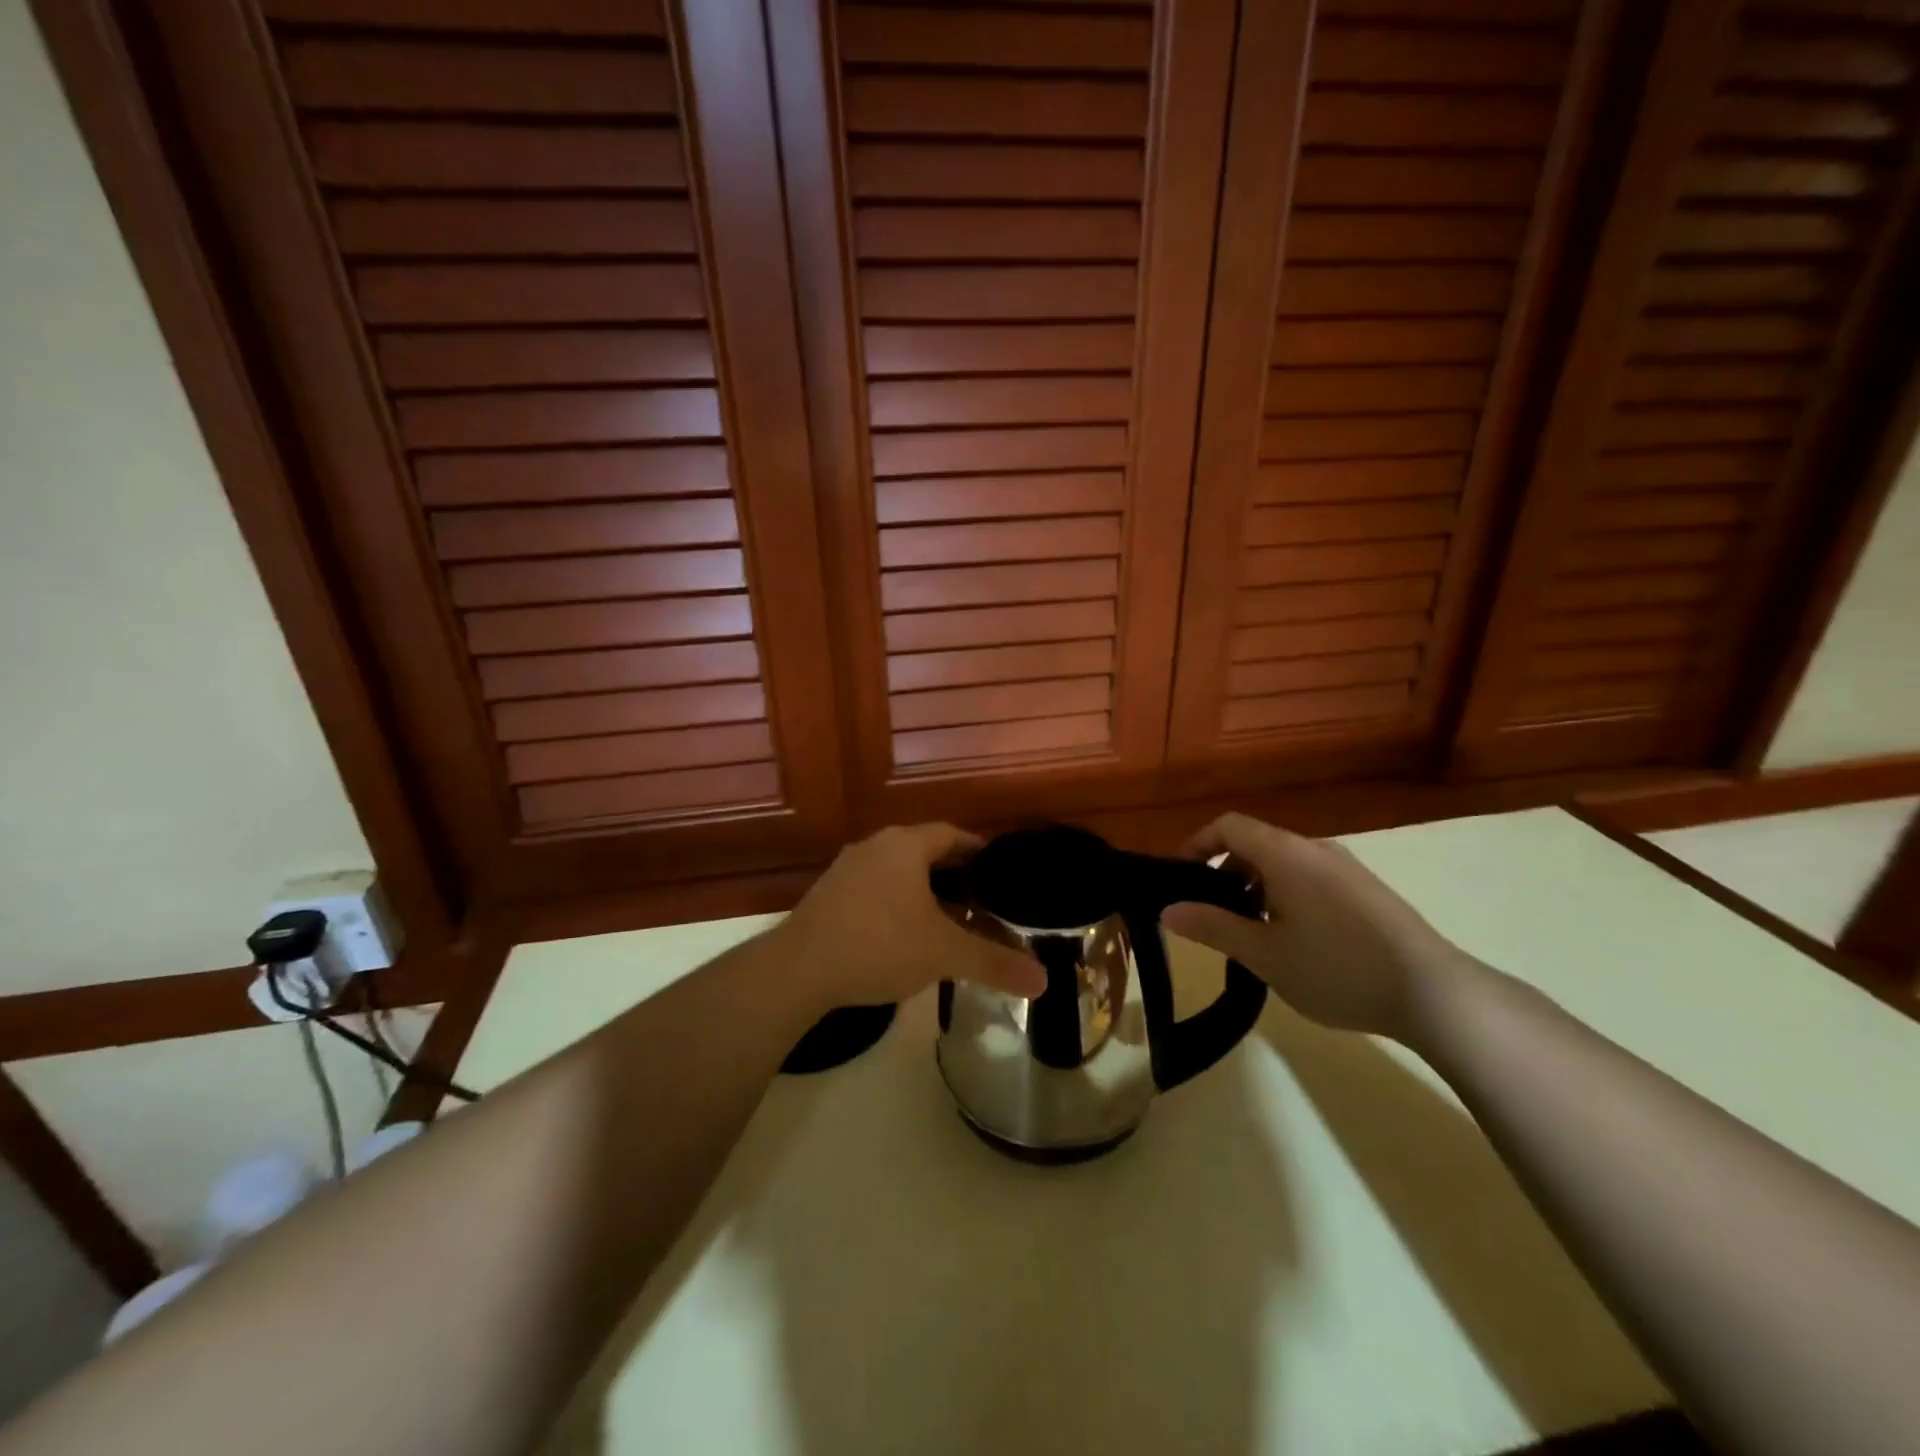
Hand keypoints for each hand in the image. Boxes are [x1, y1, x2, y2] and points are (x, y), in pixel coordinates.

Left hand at [779, 824, 1046, 1011]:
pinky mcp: (828, 895)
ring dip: (924, 891)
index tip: (1002, 874)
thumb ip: (994, 962)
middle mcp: (875, 846)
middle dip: (955, 875)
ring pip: (898, 871)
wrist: (798, 970)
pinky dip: (897, 903)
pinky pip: (875, 889)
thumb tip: (1044, 982)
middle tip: (983, 902)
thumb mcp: (944, 953)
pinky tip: (905, 935)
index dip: (980, 852)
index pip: (953, 835)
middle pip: (925, 851)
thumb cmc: (879, 945)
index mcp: (905, 845)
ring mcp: (846, 869)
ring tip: (950, 920)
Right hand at [1160, 813, 1464, 1039]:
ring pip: (1284, 864)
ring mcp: (1346, 868)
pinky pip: (1311, 878)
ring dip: (1256, 887)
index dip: (1197, 844)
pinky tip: (1295, 942)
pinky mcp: (1368, 891)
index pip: (1228, 825)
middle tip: (1211, 915)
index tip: (1179, 878)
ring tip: (1251, 934)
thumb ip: (1212, 927)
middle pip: (1256, 844)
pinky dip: (1286, 895)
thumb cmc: (1337, 967)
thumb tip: (1167, 910)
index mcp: (1285, 853)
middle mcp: (1315, 849)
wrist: (1436, 994)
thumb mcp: (1263, 954)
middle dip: (1225, 873)